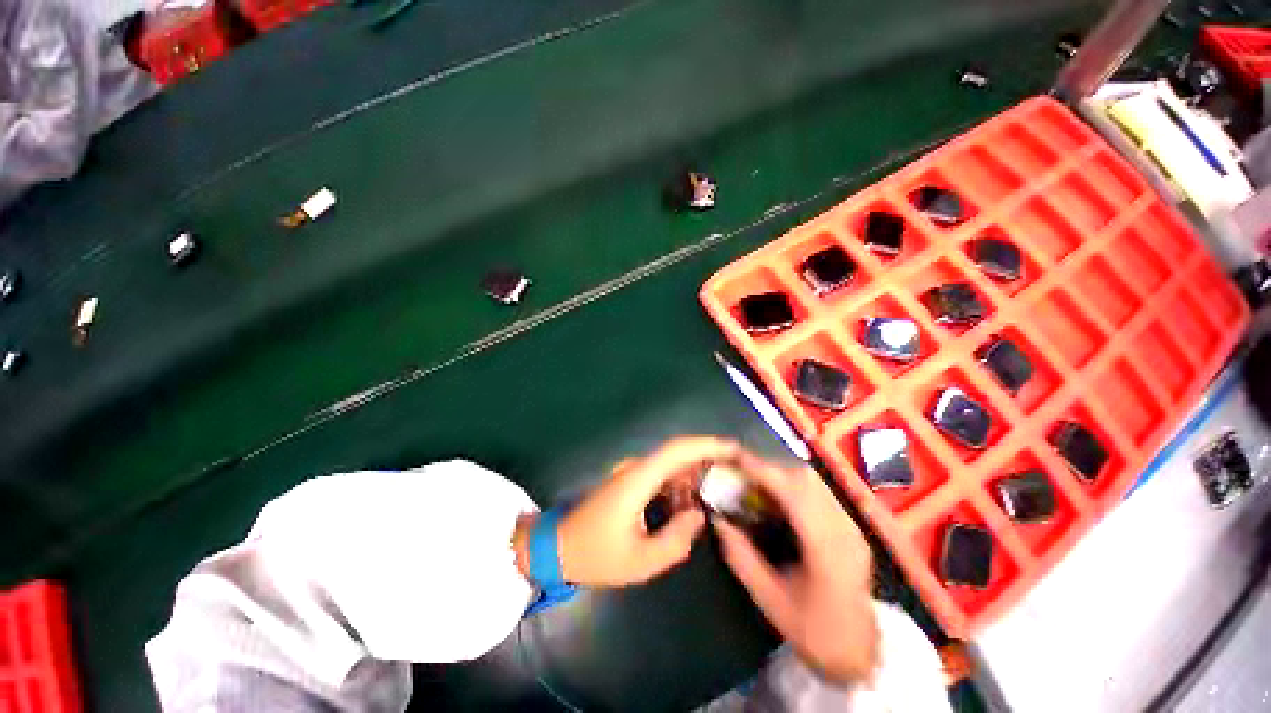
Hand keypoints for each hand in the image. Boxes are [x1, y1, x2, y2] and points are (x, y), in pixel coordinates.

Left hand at [514, 437, 740, 586]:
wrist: (555, 547)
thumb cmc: (595, 554)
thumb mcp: (641, 561)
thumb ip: (677, 539)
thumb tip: (699, 516)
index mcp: (639, 479)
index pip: (677, 450)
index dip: (707, 445)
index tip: (733, 448)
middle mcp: (636, 468)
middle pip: (677, 454)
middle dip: (706, 460)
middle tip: (732, 475)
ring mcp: (630, 474)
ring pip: (670, 465)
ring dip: (692, 476)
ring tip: (714, 495)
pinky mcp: (628, 483)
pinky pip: (660, 476)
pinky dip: (678, 486)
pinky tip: (687, 506)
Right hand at [713, 451, 877, 683]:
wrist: (860, 652)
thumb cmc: (813, 630)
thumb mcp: (769, 599)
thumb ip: (741, 557)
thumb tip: (718, 520)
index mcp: (825, 548)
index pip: (793, 493)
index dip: (763, 471)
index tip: (736, 459)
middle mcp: (843, 528)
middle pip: (805, 478)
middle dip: (768, 468)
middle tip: (741, 472)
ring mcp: (851, 525)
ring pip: (813, 480)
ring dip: (780, 474)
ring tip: (755, 481)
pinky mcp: (850, 526)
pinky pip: (818, 491)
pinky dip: (792, 484)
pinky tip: (776, 497)